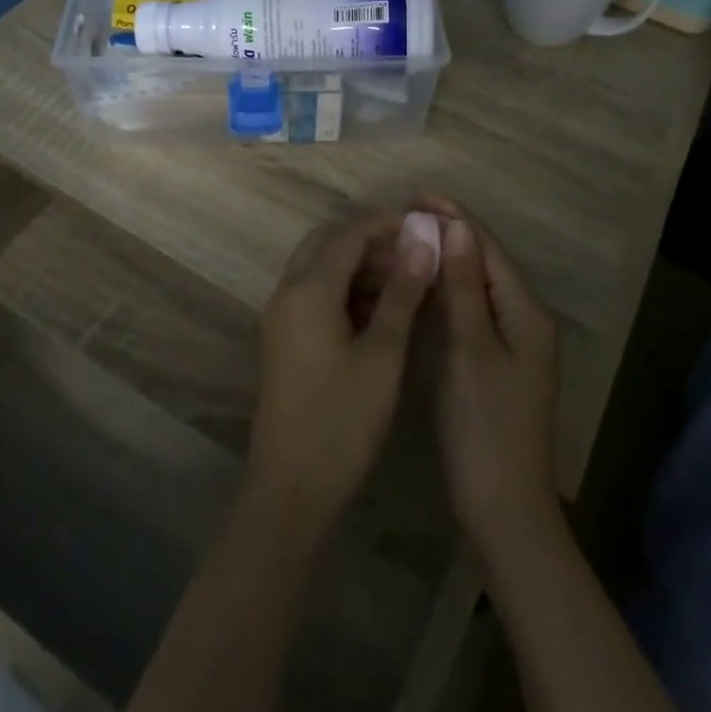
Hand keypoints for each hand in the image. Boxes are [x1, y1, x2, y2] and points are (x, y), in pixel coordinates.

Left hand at [243, 209, 438, 540]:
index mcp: (308, 288)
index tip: (428, 228)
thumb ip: (402, 291)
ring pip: (320, 265)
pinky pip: (314, 290)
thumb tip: (422, 238)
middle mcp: (287, 290)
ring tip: (406, 281)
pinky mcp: (284, 336)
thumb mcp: (383, 354)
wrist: (290, 489)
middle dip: (372, 239)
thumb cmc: (342, 421)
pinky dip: (345, 287)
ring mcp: (281, 314)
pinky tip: (380, 310)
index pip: (350, 231)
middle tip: (415, 254)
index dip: (389, 223)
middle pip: (329, 240)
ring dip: (359, 262)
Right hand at [422, 198, 562, 559]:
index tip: (414, 195)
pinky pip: (472, 310)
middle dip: (449, 234)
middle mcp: (526, 318)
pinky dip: (447, 292)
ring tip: (407, 239)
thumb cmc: (485, 426)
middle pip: (485, 262)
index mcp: (526, 311)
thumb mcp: (470, 350)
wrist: (504, 508)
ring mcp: (513, 342)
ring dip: (446, 260)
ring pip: (477, 286)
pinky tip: (421, 285)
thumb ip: (464, 287)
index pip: (488, 247)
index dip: (454, 217)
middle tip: (404, 215)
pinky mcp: (497, 361)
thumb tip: (457, 227)